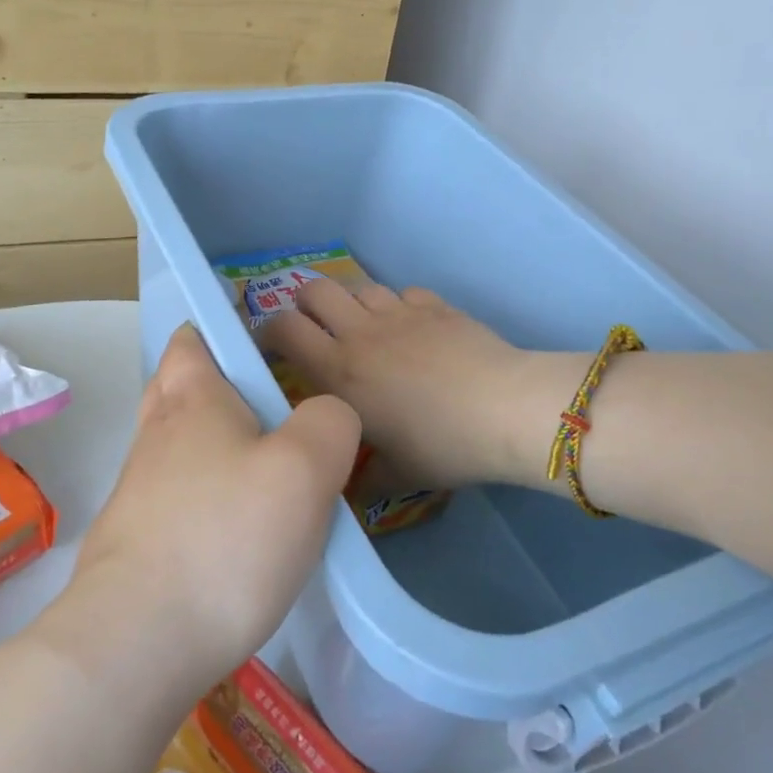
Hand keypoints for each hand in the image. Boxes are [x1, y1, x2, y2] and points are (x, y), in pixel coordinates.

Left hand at [69, 325, 360, 690]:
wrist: (137, 641)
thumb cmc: (227, 538)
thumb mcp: (305, 469)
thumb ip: (330, 424)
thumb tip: (327, 415)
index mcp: (192, 400)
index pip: (192, 340)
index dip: (219, 332)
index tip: (259, 350)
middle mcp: (156, 435)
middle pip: (175, 388)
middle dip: (213, 388)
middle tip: (263, 411)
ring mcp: (137, 490)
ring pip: (174, 446)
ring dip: (209, 446)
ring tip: (261, 473)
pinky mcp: (133, 541)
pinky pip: (171, 497)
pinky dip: (200, 496)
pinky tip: (234, 530)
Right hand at [262, 280, 586, 491]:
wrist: (504, 409)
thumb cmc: (441, 446)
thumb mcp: (395, 475)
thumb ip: (361, 477)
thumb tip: (345, 486)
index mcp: (338, 371)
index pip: (284, 329)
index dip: (268, 331)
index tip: (271, 346)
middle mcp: (360, 332)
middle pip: (314, 289)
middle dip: (305, 303)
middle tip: (315, 328)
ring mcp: (399, 312)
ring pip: (358, 286)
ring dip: (352, 303)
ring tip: (364, 328)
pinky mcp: (434, 305)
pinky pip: (403, 292)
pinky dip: (398, 306)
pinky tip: (412, 328)